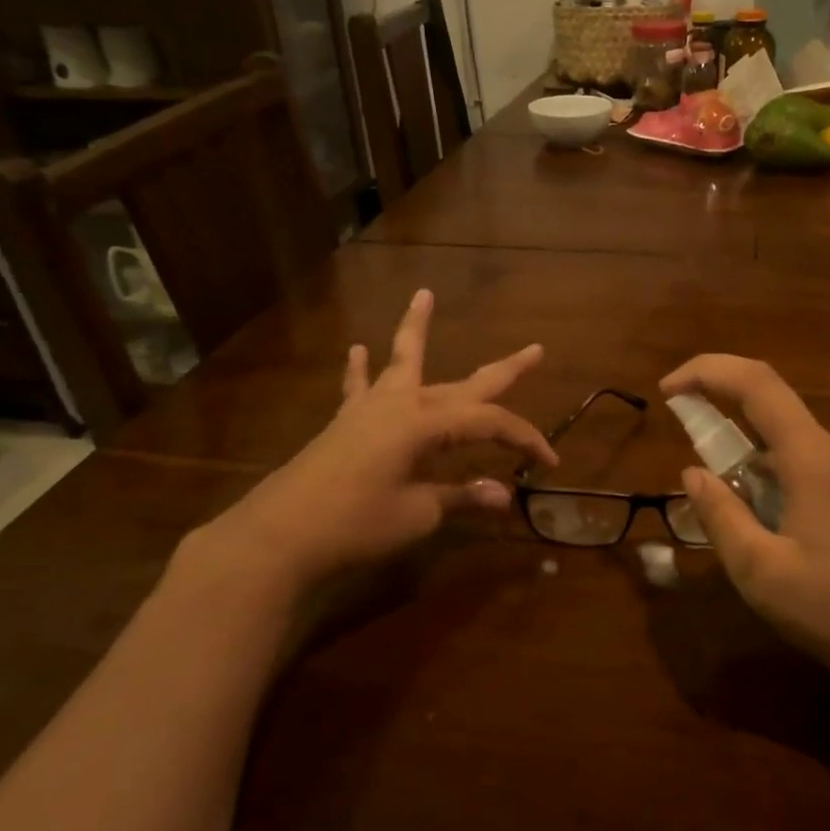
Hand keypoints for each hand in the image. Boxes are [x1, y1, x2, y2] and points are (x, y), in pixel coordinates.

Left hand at [186, 289, 556, 602]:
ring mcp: (370, 409)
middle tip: (535, 350)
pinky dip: (361, 369)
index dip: (525, 440)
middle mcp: (404, 405)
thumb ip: (461, 498)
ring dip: (417, 331)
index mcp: (427, 426)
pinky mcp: (346, 423)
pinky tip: (358, 349)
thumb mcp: (418, 514)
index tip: (549, 463)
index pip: (491, 424)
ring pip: (404, 362)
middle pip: (464, 385)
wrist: (280, 535)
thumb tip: (504, 495)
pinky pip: (359, 387)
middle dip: (504, 371)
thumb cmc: (355, 525)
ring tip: (423, 295)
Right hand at [661, 355, 829, 700]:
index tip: (669, 390)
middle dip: (735, 457)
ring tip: (766, 550)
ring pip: (802, 458)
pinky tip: (805, 553)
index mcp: (817, 458)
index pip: (756, 383)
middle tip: (719, 512)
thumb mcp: (763, 573)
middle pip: (777, 428)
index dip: (707, 372)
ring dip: (767, 485)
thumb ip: (721, 516)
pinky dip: (796, 495)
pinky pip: (828, 477)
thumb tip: (693, 474)